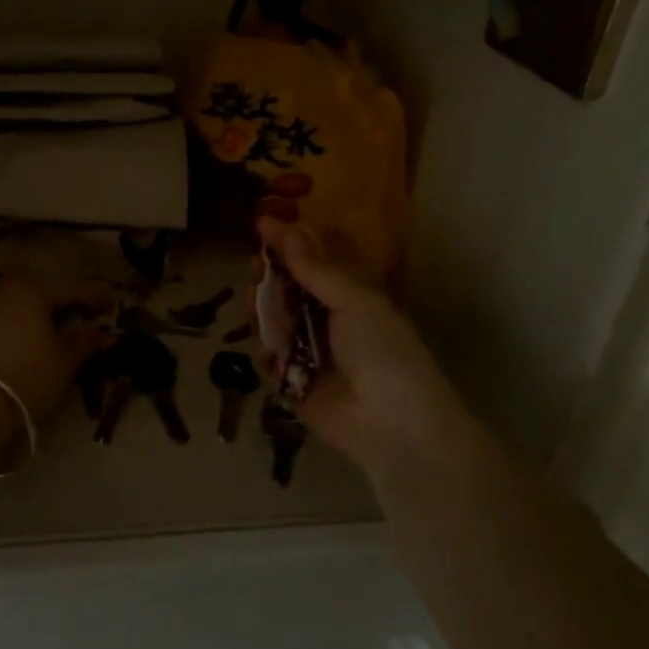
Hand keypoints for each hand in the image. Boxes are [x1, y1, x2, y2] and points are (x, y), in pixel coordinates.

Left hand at [0, 275, 111, 424]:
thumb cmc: (28, 375)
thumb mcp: (65, 359)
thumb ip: (87, 341)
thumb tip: (108, 336)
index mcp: (32, 287)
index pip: (73, 289)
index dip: (97, 298)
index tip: (113, 308)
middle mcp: (5, 286)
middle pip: (45, 291)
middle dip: (66, 304)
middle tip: (86, 320)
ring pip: (22, 303)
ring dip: (41, 314)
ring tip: (58, 333)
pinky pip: (4, 316)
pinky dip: (21, 323)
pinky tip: (30, 341)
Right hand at [256, 218, 463, 476]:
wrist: (393, 424)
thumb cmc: (383, 351)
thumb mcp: (355, 301)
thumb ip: (316, 268)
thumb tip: (286, 228)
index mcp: (348, 295)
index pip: (311, 260)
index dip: (288, 242)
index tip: (261, 224)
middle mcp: (325, 318)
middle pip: (285, 288)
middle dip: (267, 276)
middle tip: (254, 269)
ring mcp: (307, 350)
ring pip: (271, 320)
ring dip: (260, 310)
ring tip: (254, 306)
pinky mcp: (292, 382)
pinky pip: (268, 358)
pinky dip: (264, 352)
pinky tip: (268, 352)